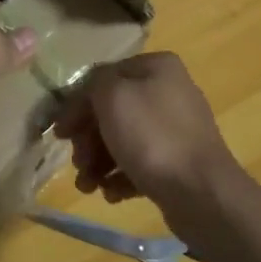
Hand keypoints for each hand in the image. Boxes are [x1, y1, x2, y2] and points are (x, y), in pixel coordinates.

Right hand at [53, 53, 240, 207]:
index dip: (77, 105)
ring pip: (123, 140)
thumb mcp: (112, 96)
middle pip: (112, 111)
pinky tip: (112, 193)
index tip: (60, 134)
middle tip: (79, 163)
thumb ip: (93, 85)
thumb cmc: (151, 137)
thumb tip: (89, 97)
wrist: (200, 192)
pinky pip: (140, 164)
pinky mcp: (178, 162)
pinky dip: (120, 177)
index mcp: (157, 67)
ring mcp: (176, 129)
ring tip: (88, 186)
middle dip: (88, 140)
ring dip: (98, 162)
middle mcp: (169, 92)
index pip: (103, 78)